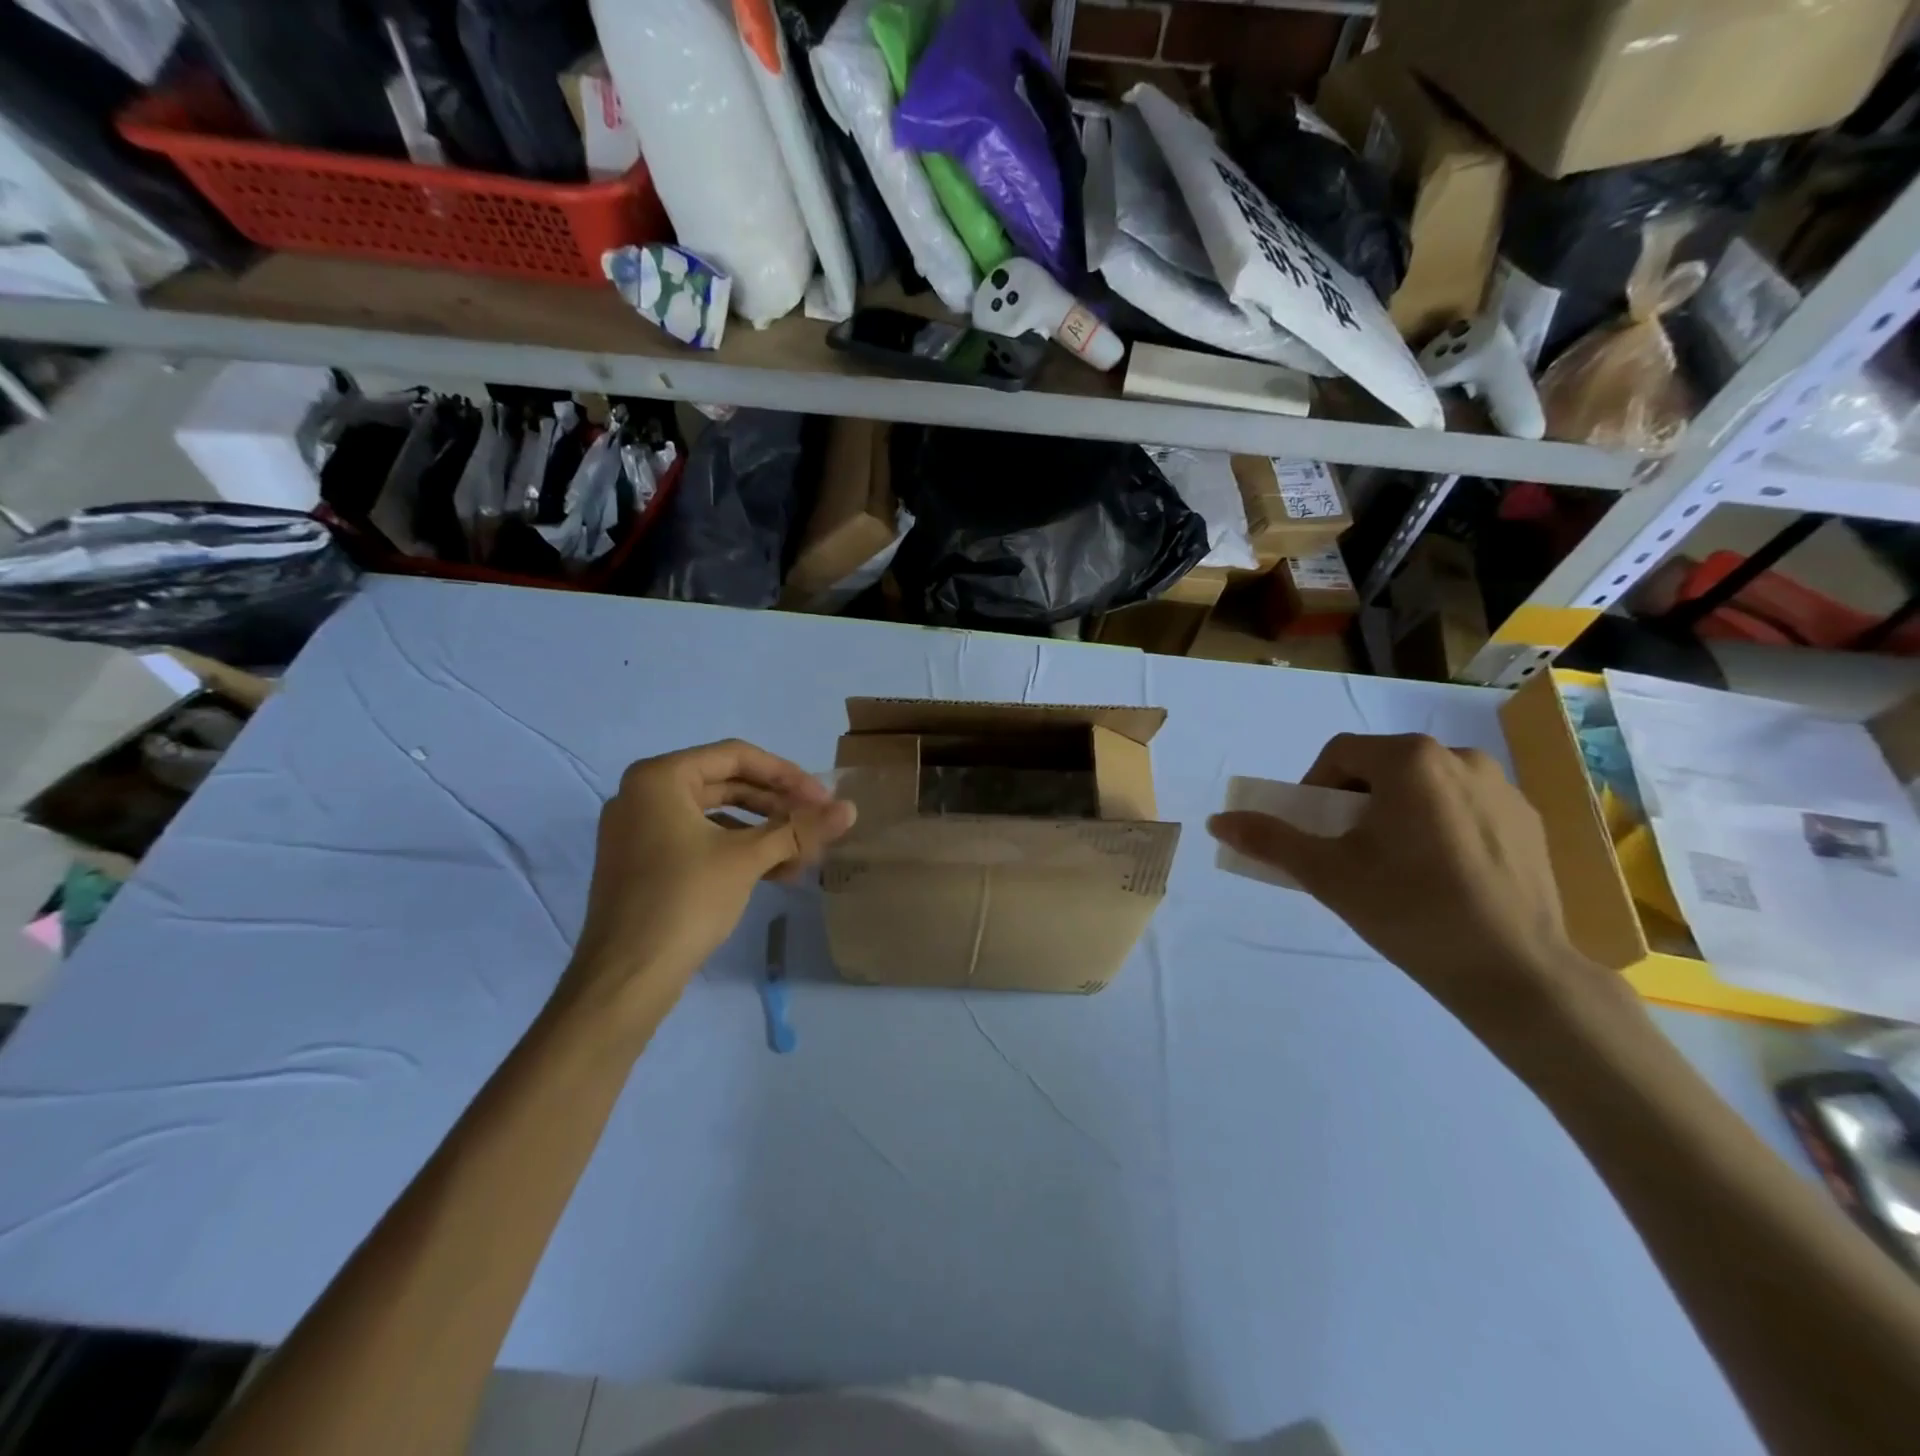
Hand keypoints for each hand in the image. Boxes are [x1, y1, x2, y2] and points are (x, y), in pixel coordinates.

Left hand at [560, 741, 855, 1026]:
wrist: (624, 978)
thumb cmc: (685, 900)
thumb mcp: (748, 859)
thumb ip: (800, 829)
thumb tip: (851, 809)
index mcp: (660, 778)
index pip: (736, 756)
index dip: (786, 775)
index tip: (822, 798)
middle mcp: (643, 795)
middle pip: (726, 784)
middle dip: (776, 806)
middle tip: (815, 824)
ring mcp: (639, 831)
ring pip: (715, 816)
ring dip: (762, 833)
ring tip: (802, 857)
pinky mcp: (642, 863)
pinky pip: (698, 841)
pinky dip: (736, 852)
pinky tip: (774, 873)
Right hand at [1208, 733, 1609, 1030]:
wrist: (1515, 971)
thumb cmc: (1409, 909)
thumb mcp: (1326, 874)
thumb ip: (1269, 840)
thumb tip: (1217, 820)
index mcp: (1410, 760)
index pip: (1340, 755)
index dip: (1314, 790)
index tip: (1315, 834)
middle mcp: (1460, 757)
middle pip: (1383, 767)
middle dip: (1356, 802)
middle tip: (1350, 852)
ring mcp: (1503, 788)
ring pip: (1426, 786)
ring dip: (1399, 812)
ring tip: (1398, 865)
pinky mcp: (1530, 820)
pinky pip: (1466, 807)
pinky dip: (1441, 826)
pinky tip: (1444, 875)